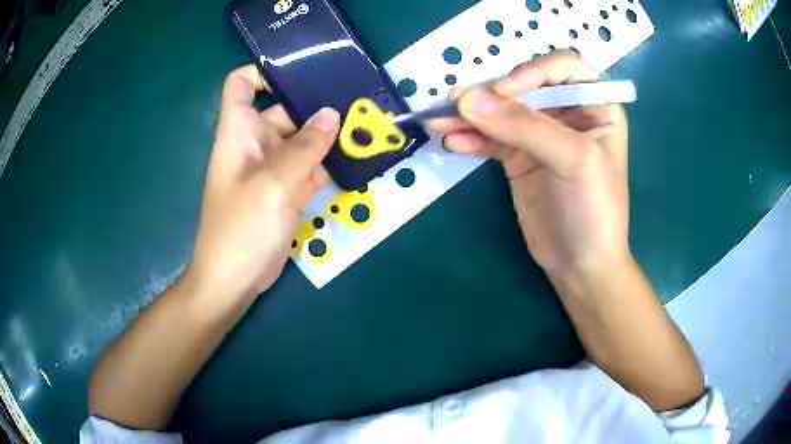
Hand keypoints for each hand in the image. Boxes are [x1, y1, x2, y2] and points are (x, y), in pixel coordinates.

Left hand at [189, 65, 339, 297]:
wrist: (235, 279)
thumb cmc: (242, 227)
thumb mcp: (274, 183)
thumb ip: (306, 147)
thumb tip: (332, 114)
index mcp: (240, 131)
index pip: (241, 84)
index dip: (264, 73)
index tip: (300, 75)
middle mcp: (256, 143)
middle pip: (285, 111)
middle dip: (317, 107)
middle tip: (359, 102)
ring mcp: (273, 168)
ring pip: (303, 140)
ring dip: (330, 137)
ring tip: (368, 127)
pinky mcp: (287, 190)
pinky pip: (310, 167)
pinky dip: (330, 163)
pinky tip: (359, 158)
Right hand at [430, 53, 629, 279]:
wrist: (580, 264)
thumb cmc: (594, 209)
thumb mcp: (573, 160)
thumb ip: (524, 126)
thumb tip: (467, 100)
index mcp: (594, 106)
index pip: (561, 69)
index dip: (532, 72)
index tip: (503, 91)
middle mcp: (566, 113)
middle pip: (524, 87)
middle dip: (490, 94)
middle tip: (457, 104)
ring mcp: (539, 135)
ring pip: (501, 112)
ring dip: (470, 115)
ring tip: (438, 121)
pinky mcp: (518, 157)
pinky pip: (490, 139)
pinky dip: (470, 138)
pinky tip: (452, 142)